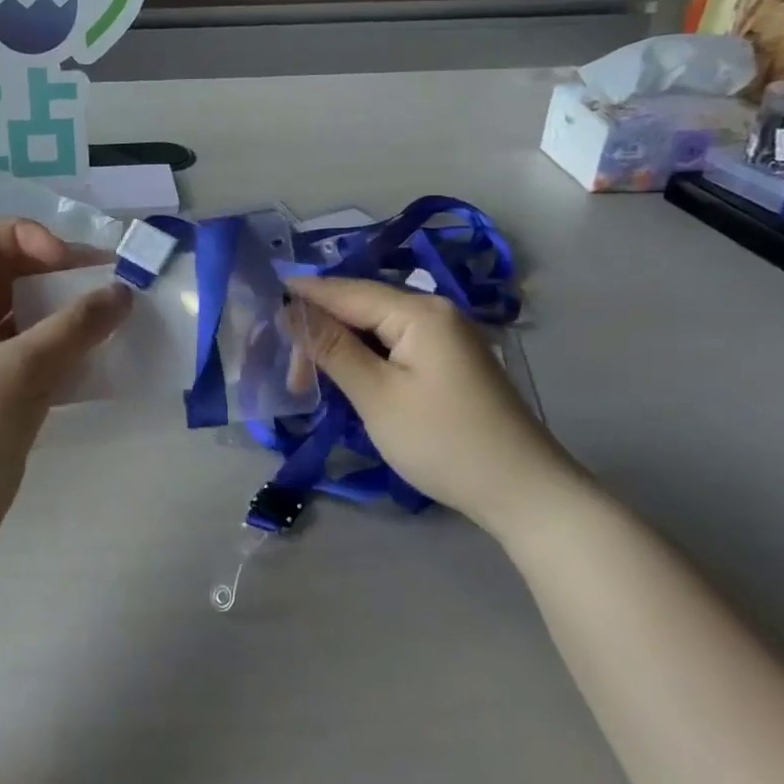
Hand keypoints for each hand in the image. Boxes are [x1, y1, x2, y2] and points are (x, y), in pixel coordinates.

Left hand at [0, 219, 132, 563]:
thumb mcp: (19, 372)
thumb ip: (74, 328)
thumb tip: (123, 293)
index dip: (24, 236)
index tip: (65, 261)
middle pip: (12, 274)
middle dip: (59, 272)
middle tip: (109, 283)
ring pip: (30, 316)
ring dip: (70, 312)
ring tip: (114, 318)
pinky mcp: (2, 393)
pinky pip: (40, 354)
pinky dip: (69, 349)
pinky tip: (101, 359)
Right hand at [287, 276, 584, 540]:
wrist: (524, 493)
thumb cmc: (444, 442)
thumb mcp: (376, 395)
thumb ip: (331, 347)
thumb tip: (289, 309)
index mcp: (419, 311)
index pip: (346, 291)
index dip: (302, 296)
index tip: (260, 305)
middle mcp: (434, 312)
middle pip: (360, 307)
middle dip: (319, 330)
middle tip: (287, 372)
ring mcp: (445, 336)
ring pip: (375, 327)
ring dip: (339, 347)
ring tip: (306, 378)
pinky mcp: (448, 361)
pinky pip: (394, 344)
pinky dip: (364, 358)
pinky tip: (344, 376)